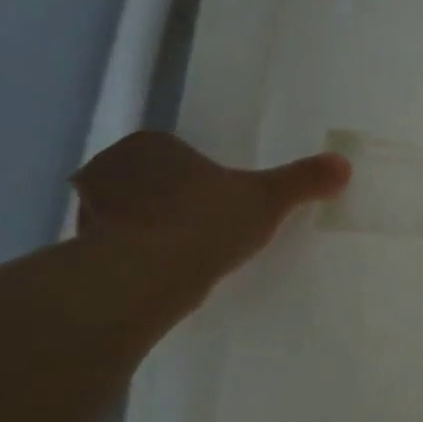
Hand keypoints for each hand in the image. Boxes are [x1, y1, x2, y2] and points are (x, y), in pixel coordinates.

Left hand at [71, 131, 350, 298]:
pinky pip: (110, 248)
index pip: (173, 153)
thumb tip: (344, 163)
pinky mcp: (79, 248)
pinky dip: (129, 258)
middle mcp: (111, 167)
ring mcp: (89, 209)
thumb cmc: (207, 222)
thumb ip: (303, 180)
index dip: (195, 175)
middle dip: (165, 201)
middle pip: (145, 181)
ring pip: (124, 214)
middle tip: (200, 228)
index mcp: (152, 145)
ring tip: (180, 256)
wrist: (147, 275)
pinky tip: (157, 276)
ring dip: (145, 230)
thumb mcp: (267, 199)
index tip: (215, 200)